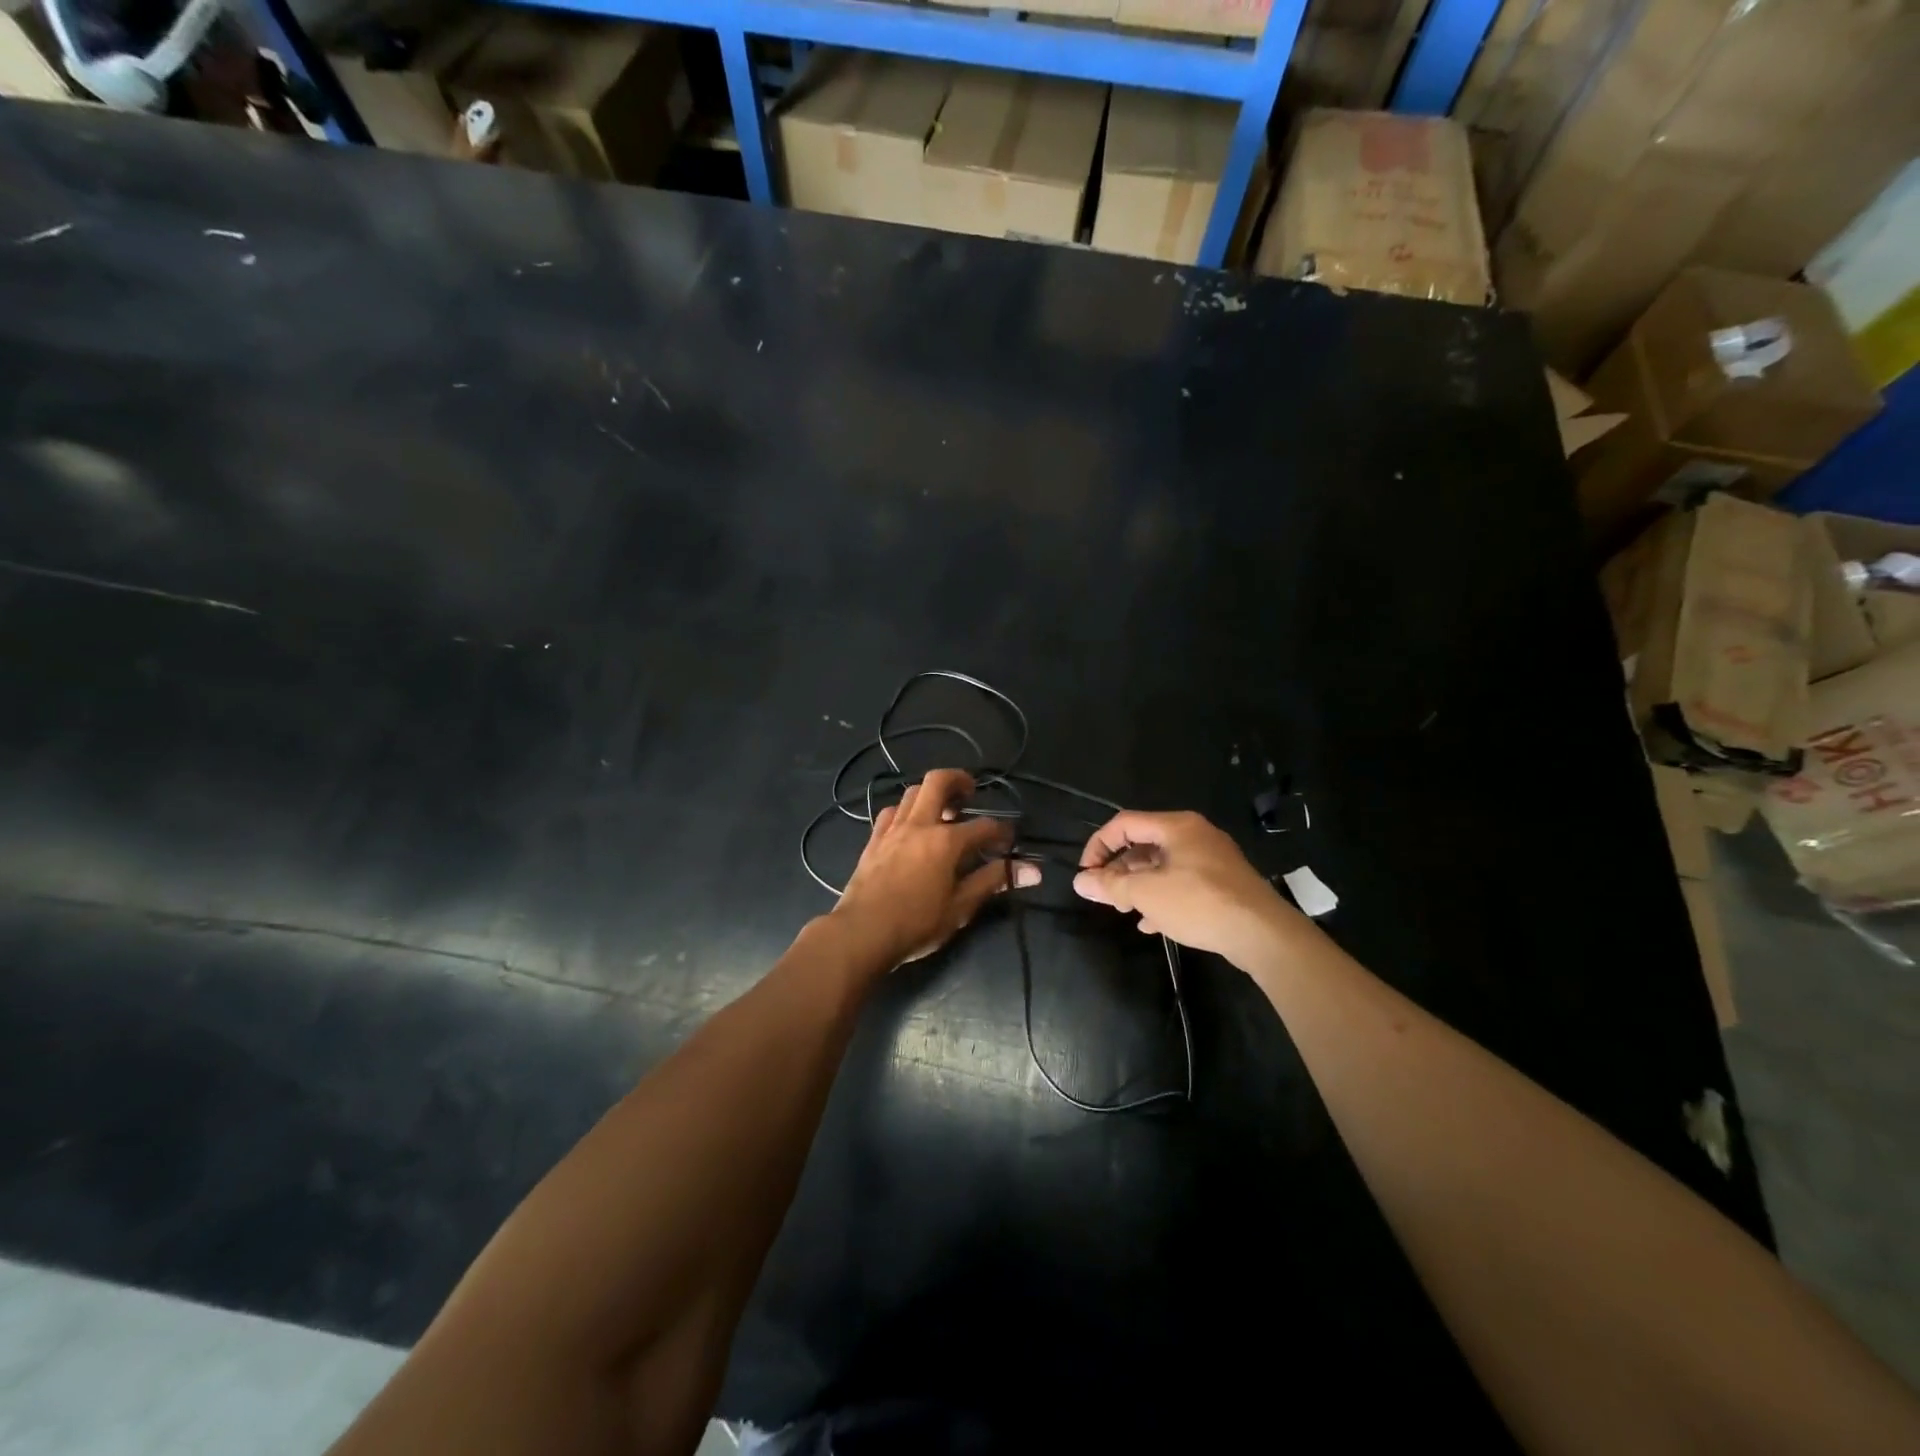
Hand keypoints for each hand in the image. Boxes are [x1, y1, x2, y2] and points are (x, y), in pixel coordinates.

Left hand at [832, 768, 1040, 969]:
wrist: (862, 933)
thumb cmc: (916, 923)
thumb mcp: (961, 907)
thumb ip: (993, 882)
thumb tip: (1032, 871)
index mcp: (946, 841)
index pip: (984, 826)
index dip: (1001, 831)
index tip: (1009, 841)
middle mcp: (920, 825)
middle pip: (939, 782)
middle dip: (959, 780)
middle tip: (970, 792)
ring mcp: (893, 829)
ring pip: (912, 793)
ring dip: (931, 794)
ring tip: (942, 810)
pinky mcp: (874, 840)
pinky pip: (890, 812)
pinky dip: (905, 811)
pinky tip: (910, 826)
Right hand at [1072, 810, 1300, 968]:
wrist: (1262, 933)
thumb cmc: (1199, 903)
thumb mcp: (1147, 894)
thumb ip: (1111, 885)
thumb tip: (1080, 881)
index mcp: (1176, 826)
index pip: (1124, 824)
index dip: (1099, 845)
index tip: (1086, 873)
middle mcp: (1194, 835)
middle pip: (1144, 844)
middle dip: (1119, 869)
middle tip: (1105, 895)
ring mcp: (1211, 859)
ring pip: (1163, 865)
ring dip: (1138, 885)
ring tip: (1124, 909)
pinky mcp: (1222, 883)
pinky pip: (1182, 882)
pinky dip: (1162, 896)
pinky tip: (1151, 923)